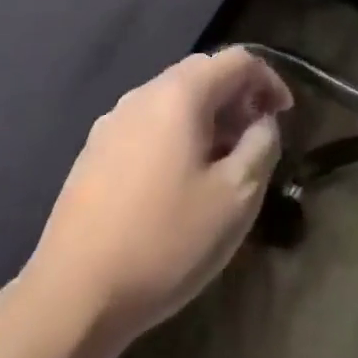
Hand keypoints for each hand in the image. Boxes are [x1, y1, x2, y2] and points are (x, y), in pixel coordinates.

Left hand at [23, 48, 291, 343]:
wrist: (71, 297)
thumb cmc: (164, 242)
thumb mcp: (235, 198)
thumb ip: (261, 146)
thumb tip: (262, 122)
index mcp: (180, 94)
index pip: (237, 61)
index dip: (269, 80)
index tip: (285, 115)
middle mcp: (144, 93)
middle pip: (203, 74)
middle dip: (237, 97)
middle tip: (256, 136)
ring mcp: (113, 121)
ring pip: (173, 100)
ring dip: (207, 117)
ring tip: (222, 161)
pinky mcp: (94, 152)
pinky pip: (148, 125)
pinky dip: (176, 135)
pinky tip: (179, 181)